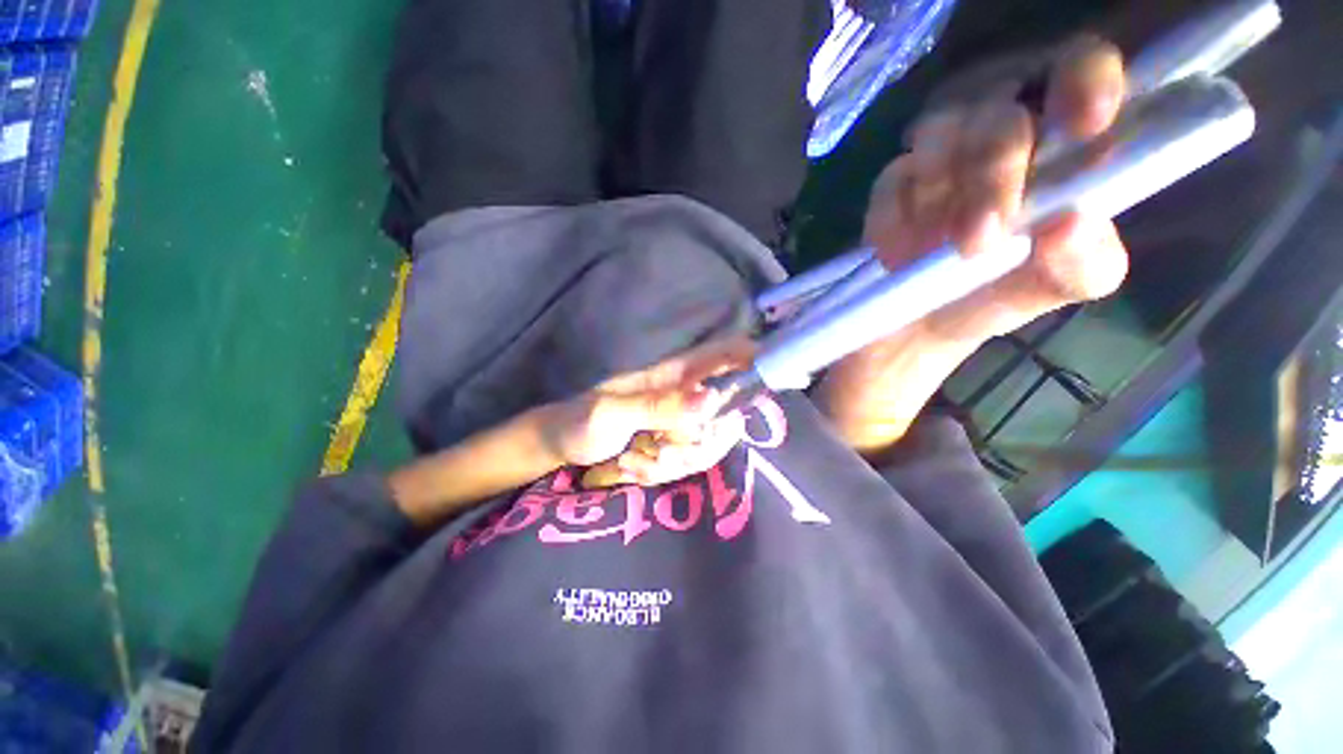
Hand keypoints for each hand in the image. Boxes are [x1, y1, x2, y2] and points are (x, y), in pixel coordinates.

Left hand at [539, 338, 755, 483]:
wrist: (563, 446)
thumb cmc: (582, 419)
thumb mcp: (613, 414)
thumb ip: (659, 407)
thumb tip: (712, 401)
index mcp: (676, 375)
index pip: (725, 353)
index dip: (755, 357)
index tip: (775, 377)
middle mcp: (688, 396)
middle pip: (730, 416)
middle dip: (700, 445)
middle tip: (660, 453)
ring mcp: (682, 423)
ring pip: (710, 447)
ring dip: (673, 464)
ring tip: (633, 462)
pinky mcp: (675, 445)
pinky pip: (689, 464)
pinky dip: (661, 474)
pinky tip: (632, 469)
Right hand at [863, 35, 1130, 344]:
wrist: (926, 320)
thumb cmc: (1005, 292)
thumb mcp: (1062, 287)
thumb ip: (1083, 262)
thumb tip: (1071, 224)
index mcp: (1066, 139)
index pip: (1081, 69)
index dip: (1084, 81)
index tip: (1083, 126)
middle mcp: (1005, 130)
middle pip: (1001, 106)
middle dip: (993, 169)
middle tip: (978, 240)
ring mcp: (943, 152)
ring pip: (938, 132)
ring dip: (939, 194)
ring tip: (941, 250)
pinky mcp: (894, 180)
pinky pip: (892, 181)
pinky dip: (898, 218)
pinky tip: (904, 253)